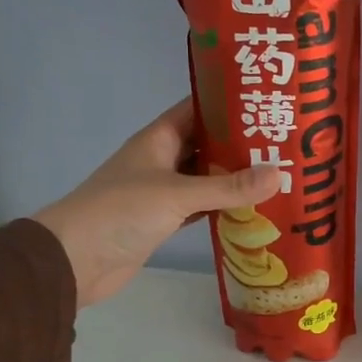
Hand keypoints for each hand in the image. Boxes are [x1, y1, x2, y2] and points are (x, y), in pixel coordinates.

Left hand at [33, 99, 280, 309]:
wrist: (75, 259)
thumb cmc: (121, 212)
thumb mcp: (178, 194)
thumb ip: (228, 187)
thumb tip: (280, 174)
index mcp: (159, 138)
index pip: (199, 109)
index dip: (230, 103)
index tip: (267, 101)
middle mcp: (162, 159)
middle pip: (208, 144)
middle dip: (242, 143)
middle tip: (286, 142)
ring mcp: (163, 191)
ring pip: (207, 176)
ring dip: (236, 177)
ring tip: (280, 172)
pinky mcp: (165, 219)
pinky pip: (202, 205)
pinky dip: (224, 206)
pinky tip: (254, 207)